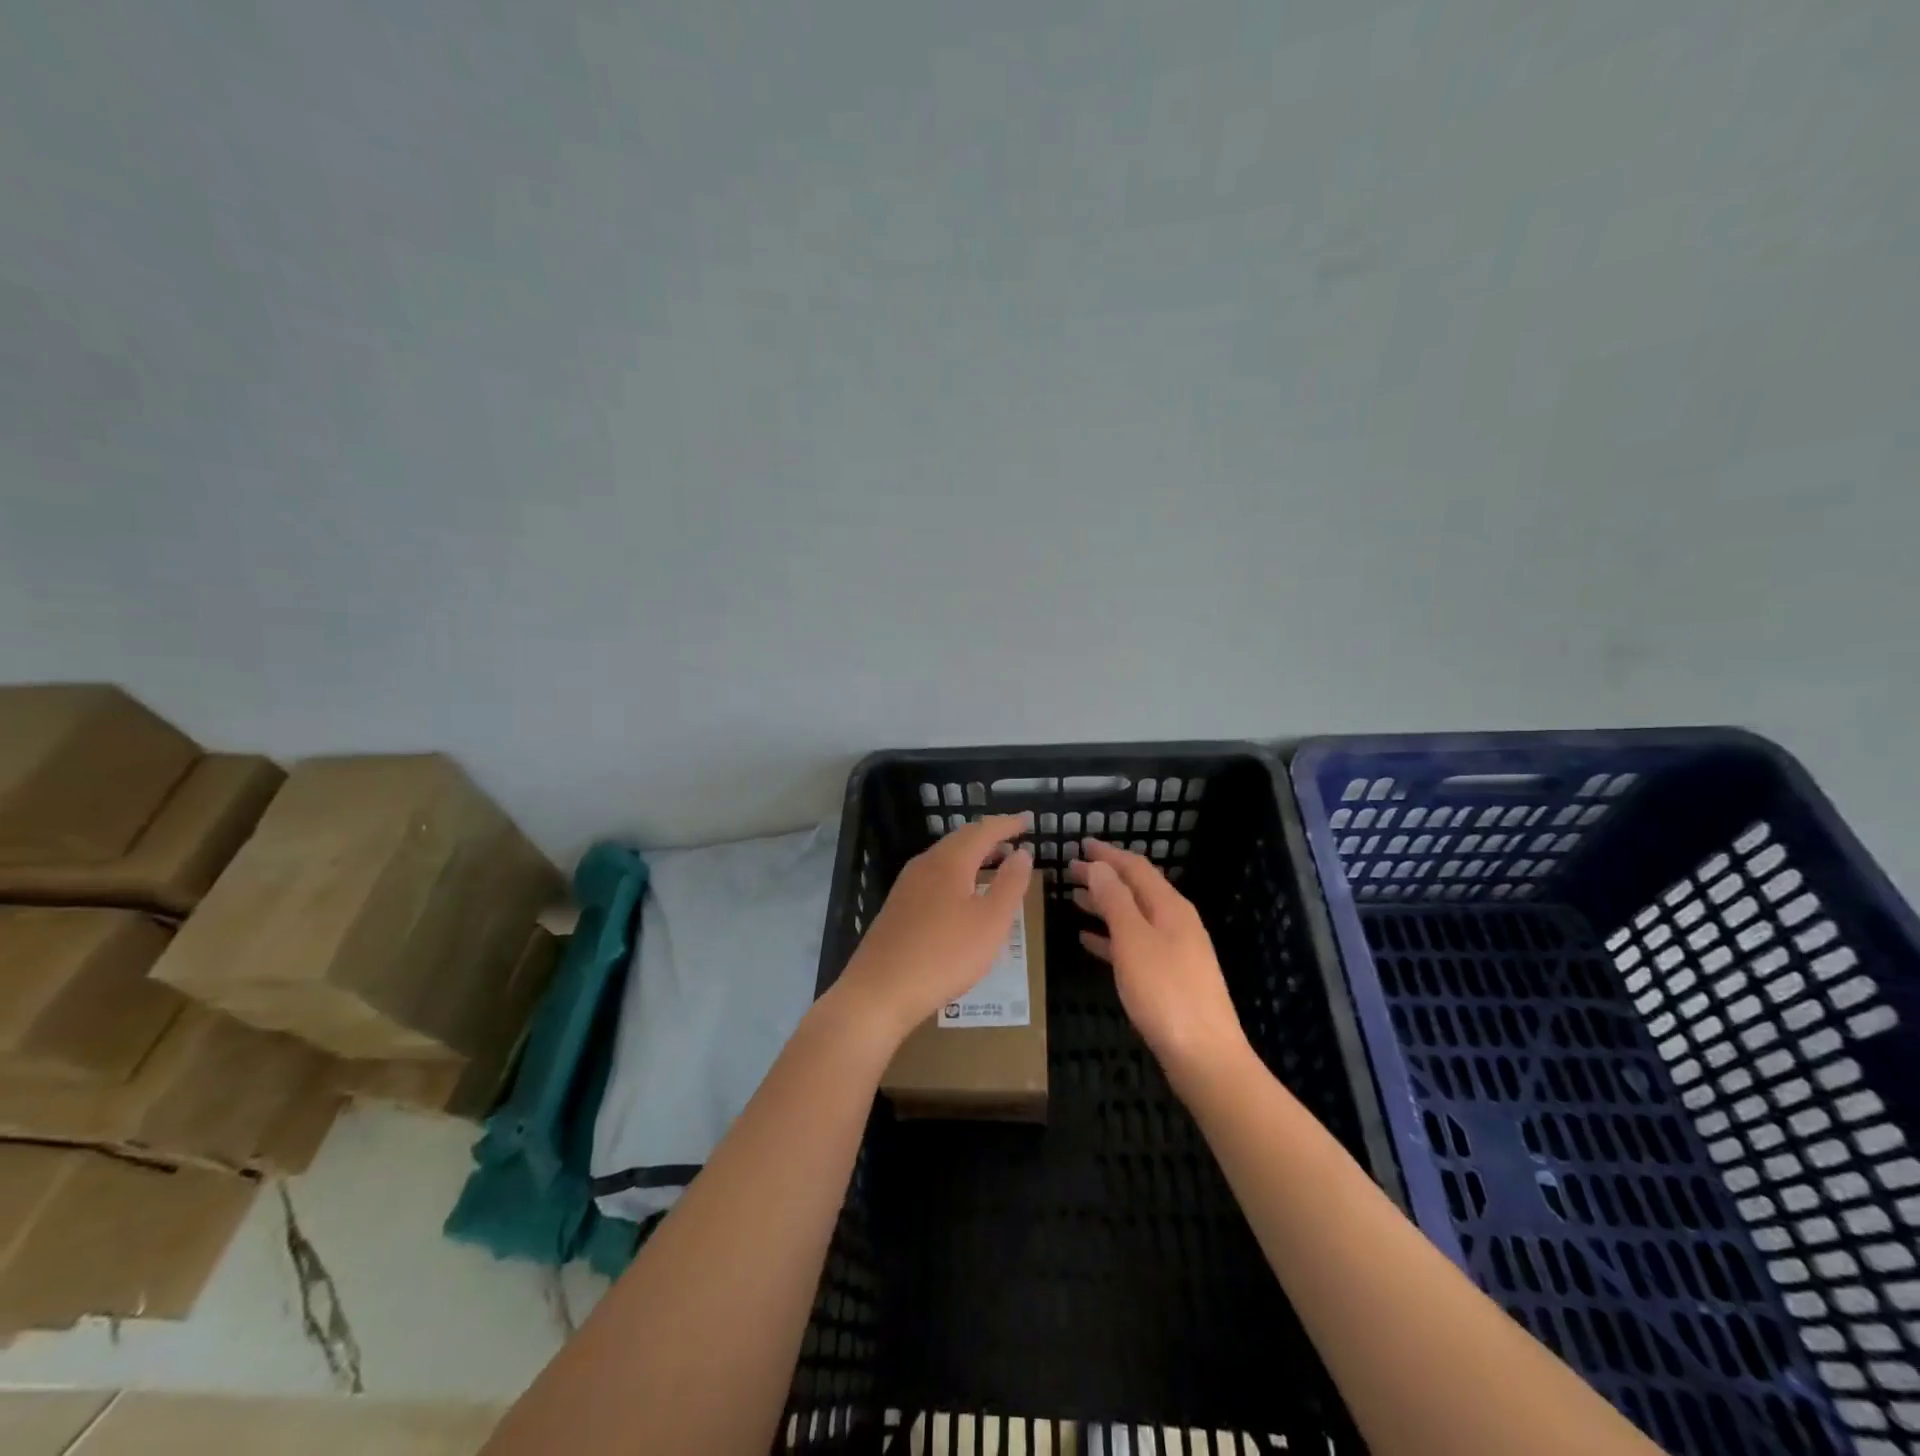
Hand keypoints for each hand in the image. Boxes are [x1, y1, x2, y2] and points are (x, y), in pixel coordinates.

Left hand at [830, 816, 1033, 1048]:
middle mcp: (925, 865)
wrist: (880, 990)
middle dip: (988, 837)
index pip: (983, 831)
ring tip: (993, 864)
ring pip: (945, 858)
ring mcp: (907, 885)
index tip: (1027, 821)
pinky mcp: (898, 907)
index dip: (1007, 824)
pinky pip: (934, 877)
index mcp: (950, 862)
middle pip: (960, 840)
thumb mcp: (991, 923)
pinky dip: (956, 874)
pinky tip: (962, 895)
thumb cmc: (944, 955)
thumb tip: (1022, 852)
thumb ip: (1010, 885)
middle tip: (1012, 839)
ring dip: (972, 856)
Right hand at [1069, 839, 1252, 1088]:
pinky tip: (1087, 940)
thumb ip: (1115, 901)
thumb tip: (1099, 865)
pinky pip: (1134, 944)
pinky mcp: (1169, 977)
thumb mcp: (1133, 940)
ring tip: (1073, 899)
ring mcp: (1174, 950)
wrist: (1204, 1055)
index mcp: (1170, 907)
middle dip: (1103, 877)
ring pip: (1133, 916)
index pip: (1136, 867)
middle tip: (1068, 871)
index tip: (1080, 843)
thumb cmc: (1165, 992)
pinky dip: (1110, 936)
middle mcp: (1175, 922)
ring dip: (1104, 905)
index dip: (1108, 854)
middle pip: (1135, 889)